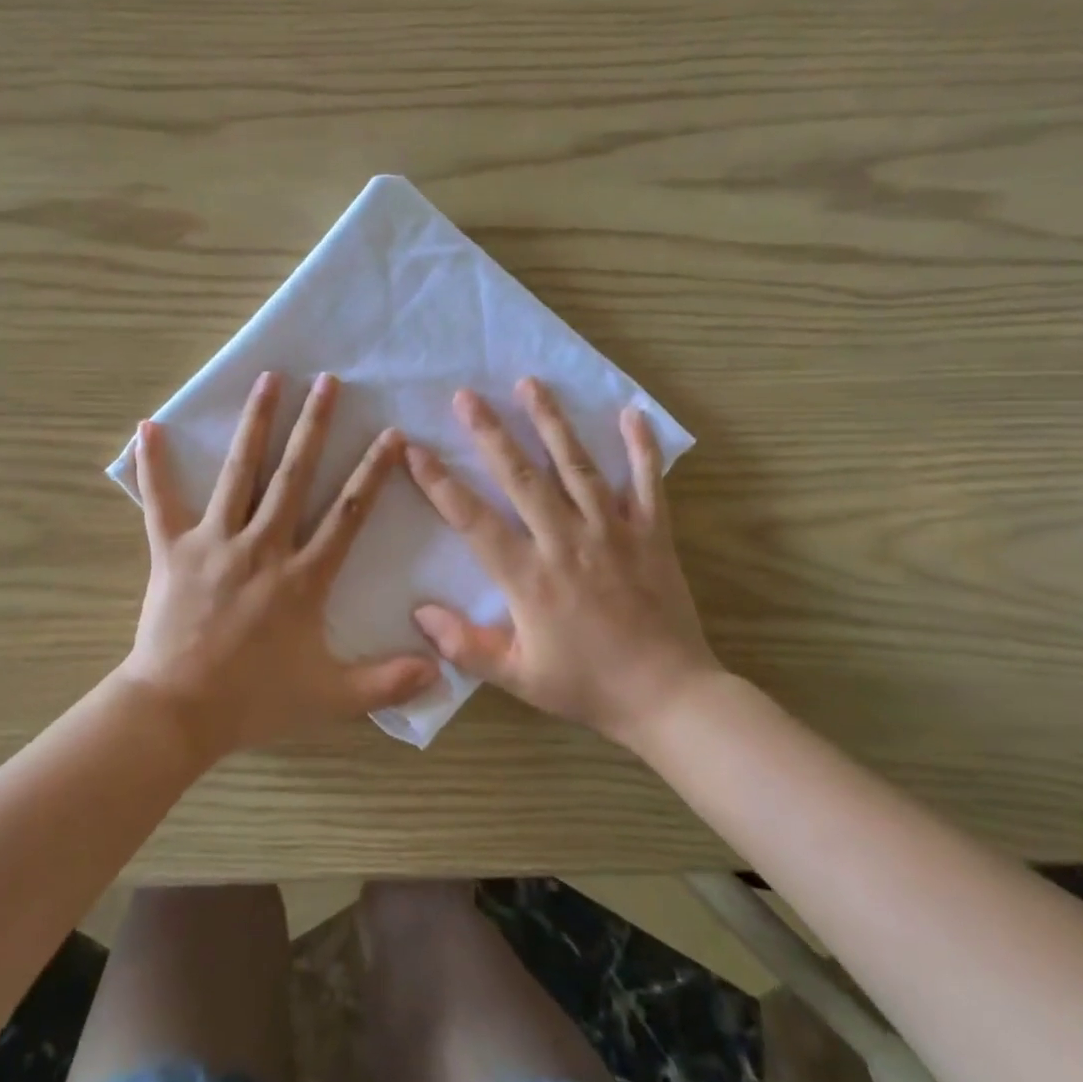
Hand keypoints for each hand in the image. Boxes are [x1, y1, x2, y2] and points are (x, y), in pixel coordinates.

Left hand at [121, 371, 438, 756]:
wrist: (178, 711)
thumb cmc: (254, 700)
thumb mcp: (330, 697)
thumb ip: (386, 682)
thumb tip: (442, 671)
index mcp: (303, 577)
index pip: (347, 514)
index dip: (372, 472)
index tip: (391, 435)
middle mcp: (262, 546)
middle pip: (294, 475)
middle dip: (314, 426)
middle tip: (327, 381)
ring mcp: (215, 543)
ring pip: (239, 473)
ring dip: (256, 423)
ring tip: (269, 379)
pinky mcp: (172, 550)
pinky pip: (160, 501)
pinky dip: (154, 464)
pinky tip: (148, 425)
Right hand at [404, 378, 725, 748]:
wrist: (669, 697)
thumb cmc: (587, 686)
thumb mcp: (517, 677)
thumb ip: (465, 646)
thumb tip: (418, 613)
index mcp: (529, 577)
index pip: (473, 520)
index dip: (439, 483)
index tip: (413, 450)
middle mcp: (566, 542)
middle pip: (521, 477)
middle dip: (490, 433)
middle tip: (467, 395)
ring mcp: (612, 533)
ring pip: (576, 466)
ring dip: (551, 422)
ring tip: (530, 384)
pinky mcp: (652, 534)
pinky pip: (646, 483)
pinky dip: (640, 448)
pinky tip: (631, 414)